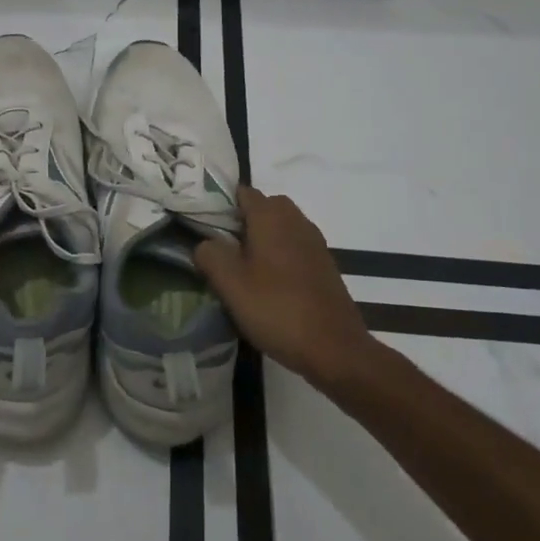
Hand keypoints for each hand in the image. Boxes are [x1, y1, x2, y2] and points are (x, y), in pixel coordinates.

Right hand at [194, 186, 372, 388]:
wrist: (334, 348)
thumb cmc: (276, 309)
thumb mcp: (230, 284)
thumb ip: (210, 254)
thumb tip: (206, 243)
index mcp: (271, 216)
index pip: (243, 192)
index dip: (222, 204)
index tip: (205, 226)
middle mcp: (296, 220)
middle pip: (265, 207)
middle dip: (244, 221)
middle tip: (224, 249)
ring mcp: (315, 242)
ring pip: (282, 228)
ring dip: (264, 240)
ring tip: (244, 269)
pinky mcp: (325, 265)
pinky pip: (296, 247)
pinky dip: (281, 256)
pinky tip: (271, 285)